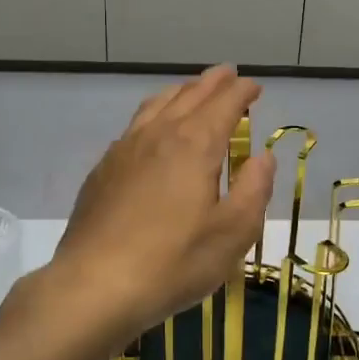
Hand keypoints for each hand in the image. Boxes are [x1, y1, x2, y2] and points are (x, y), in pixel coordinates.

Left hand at [47, 66, 274, 345]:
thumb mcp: (232, 233)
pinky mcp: (103, 171)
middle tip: (227, 74)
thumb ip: (254, 189)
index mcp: (194, 145)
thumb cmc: (174, 262)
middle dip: (211, 83)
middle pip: (188, 96)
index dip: (242, 92)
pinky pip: (134, 126)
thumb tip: (263, 157)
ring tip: (191, 90)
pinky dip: (153, 114)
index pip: (224, 105)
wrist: (95, 285)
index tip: (254, 87)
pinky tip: (152, 131)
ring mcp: (124, 150)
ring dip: (179, 92)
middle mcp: (158, 136)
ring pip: (156, 106)